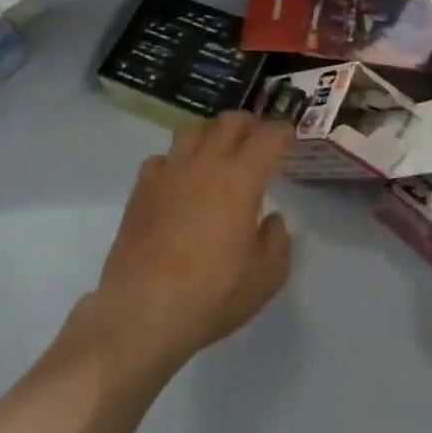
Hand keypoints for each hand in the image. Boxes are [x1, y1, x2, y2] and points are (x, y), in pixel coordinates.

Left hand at [94, 113, 293, 375]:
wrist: (143, 310)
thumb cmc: (212, 294)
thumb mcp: (265, 277)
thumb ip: (277, 241)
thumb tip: (271, 220)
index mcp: (241, 178)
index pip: (267, 136)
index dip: (282, 130)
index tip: (289, 135)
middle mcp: (205, 163)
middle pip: (229, 122)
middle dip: (249, 125)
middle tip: (258, 141)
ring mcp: (169, 172)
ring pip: (193, 130)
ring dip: (212, 133)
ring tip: (219, 151)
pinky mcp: (141, 188)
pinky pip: (163, 157)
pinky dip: (178, 160)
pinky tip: (180, 179)